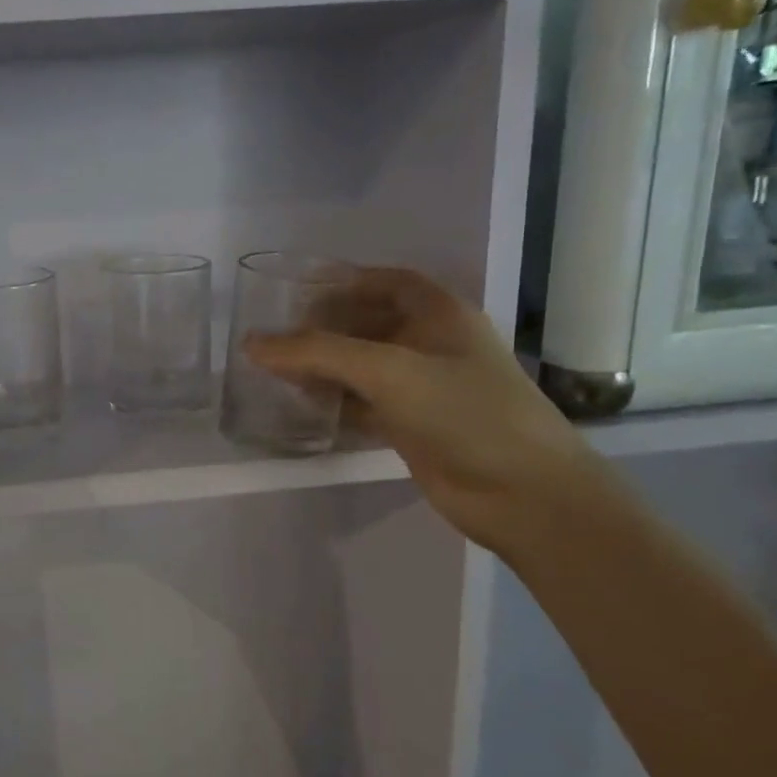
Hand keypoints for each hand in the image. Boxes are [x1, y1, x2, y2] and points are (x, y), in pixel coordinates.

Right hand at [246, 269, 609, 553]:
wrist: (524, 494)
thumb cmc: (464, 413)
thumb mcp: (389, 371)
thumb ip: (318, 353)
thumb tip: (252, 343)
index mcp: (441, 314)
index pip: (387, 283)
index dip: (344, 282)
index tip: (297, 293)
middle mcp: (432, 345)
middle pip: (369, 324)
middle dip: (325, 329)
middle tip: (276, 339)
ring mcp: (425, 388)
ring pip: (364, 367)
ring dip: (326, 368)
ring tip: (278, 373)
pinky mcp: (415, 427)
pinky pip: (366, 404)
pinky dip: (336, 402)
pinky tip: (306, 407)